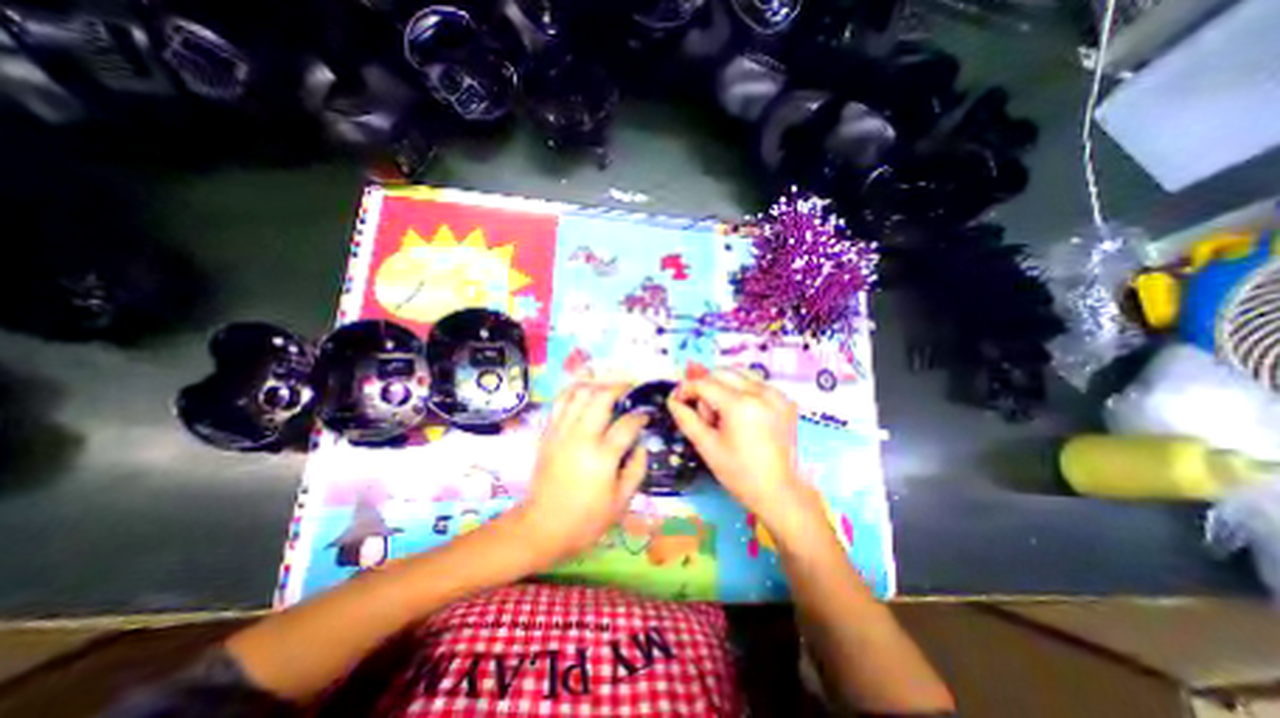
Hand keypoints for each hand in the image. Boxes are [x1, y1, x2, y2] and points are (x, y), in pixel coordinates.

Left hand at [514, 382, 644, 565]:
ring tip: (608, 389)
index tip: (647, 414)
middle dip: (619, 388)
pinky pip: (560, 402)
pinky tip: (584, 394)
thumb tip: (642, 445)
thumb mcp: (621, 502)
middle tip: (629, 389)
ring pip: (579, 394)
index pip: (627, 424)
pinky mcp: (547, 433)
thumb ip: (636, 469)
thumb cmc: (586, 520)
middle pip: (601, 397)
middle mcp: (581, 438)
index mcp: (602, 457)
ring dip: (597, 386)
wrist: (542, 527)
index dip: (641, 415)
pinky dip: (574, 392)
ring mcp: (561, 432)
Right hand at [667, 372, 824, 541]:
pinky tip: (740, 414)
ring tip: (722, 413)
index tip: (676, 399)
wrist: (777, 490)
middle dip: (705, 387)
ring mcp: (776, 394)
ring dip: (723, 386)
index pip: (705, 383)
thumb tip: (672, 399)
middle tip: (703, 414)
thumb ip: (686, 418)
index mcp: (741, 405)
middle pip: (722, 372)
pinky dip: (741, 391)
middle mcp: (761, 392)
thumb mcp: (706, 446)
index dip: (686, 388)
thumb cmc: (738, 472)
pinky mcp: (785, 399)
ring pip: (739, 374)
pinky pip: (755, 383)